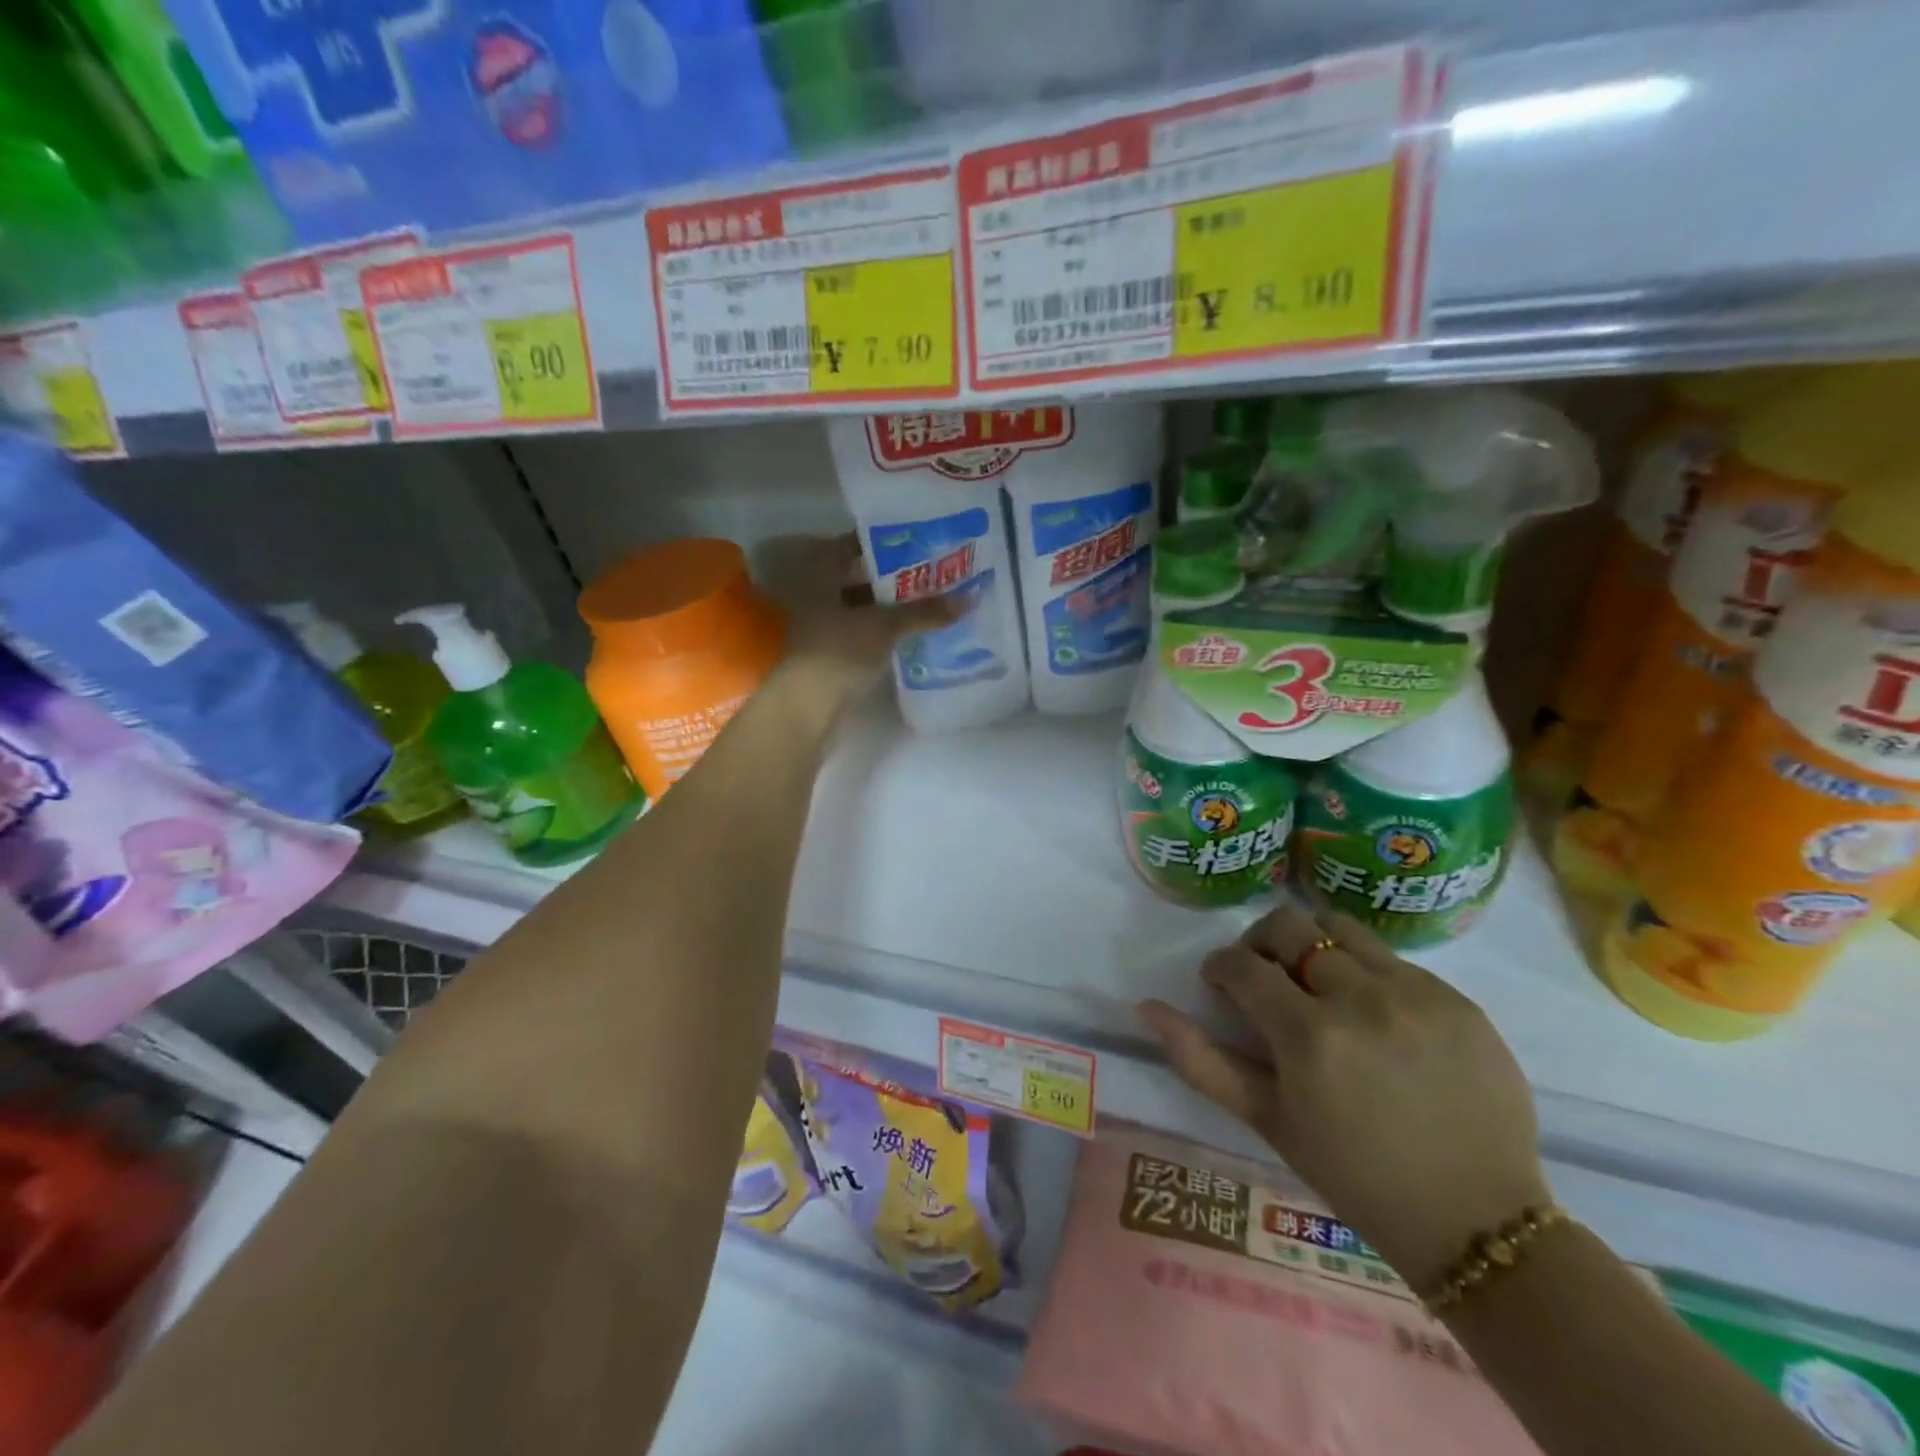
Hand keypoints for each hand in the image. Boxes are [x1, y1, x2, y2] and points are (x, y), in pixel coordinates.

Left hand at [760, 534, 963, 705]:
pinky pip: (862, 631)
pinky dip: (884, 630)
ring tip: (930, 602)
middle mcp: (816, 593)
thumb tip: (969, 598)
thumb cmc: (839, 651)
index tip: (919, 543)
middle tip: (933, 573)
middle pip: (860, 576)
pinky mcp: (830, 653)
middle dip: (894, 577)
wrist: (805, 707)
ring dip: (891, 606)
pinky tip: (911, 633)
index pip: (853, 544)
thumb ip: (925, 611)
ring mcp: (821, 625)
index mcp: (821, 573)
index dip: (885, 543)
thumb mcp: (885, 626)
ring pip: (862, 606)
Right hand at [1140, 903, 1550, 1291]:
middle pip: (1289, 925)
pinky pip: (1393, 960)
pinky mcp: (1458, 1000)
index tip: (1221, 986)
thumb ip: (1201, 1060)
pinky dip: (1366, 973)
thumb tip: (1147, 1006)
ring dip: (1314, 946)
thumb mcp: (1267, 1121)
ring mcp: (1416, 994)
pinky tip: (1374, 1017)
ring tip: (1319, 986)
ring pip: (1341, 928)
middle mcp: (1361, 999)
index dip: (1220, 968)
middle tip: (1264, 977)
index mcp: (1309, 1036)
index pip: (1242, 964)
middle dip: (1260, 943)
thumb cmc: (1354, 1175)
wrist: (1477, 1222)